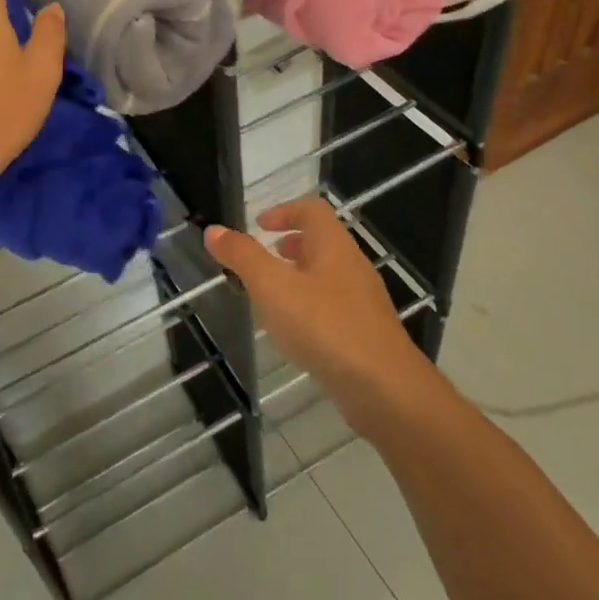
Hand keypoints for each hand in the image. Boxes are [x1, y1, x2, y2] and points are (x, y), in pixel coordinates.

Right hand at [206, 196, 439, 429]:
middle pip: (322, 241)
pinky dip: (310, 306)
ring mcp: (363, 301)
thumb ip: (243, 257)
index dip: (284, 211)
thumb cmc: (325, 326)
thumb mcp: (273, 287)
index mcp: (333, 245)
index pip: (312, 210)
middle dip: (291, 244)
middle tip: (264, 258)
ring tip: (272, 295)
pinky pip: (334, 306)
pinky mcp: (366, 333)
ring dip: (299, 276)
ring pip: (327, 275)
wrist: (385, 389)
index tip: (259, 225)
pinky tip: (294, 332)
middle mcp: (351, 266)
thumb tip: (214, 230)